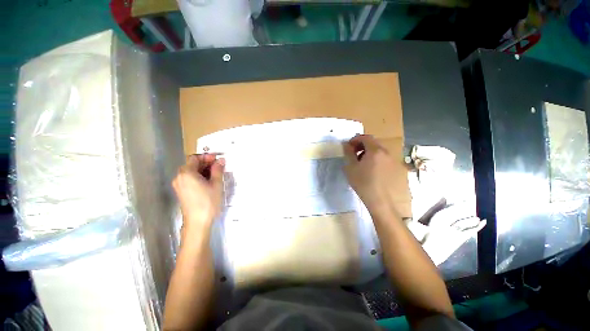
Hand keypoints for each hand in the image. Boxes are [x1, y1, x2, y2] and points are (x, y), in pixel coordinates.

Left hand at [172, 154, 224, 231]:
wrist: (198, 222)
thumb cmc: (208, 202)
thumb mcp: (216, 184)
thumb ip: (218, 170)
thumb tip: (221, 160)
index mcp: (186, 173)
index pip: (195, 158)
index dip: (207, 157)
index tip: (218, 159)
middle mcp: (179, 177)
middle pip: (192, 164)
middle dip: (206, 163)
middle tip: (219, 166)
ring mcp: (179, 185)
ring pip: (191, 172)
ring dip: (203, 170)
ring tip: (216, 174)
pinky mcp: (181, 191)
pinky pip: (189, 179)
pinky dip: (198, 177)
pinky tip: (209, 181)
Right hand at [343, 135, 398, 213]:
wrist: (380, 201)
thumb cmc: (363, 183)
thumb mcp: (351, 168)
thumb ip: (348, 153)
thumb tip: (346, 144)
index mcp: (375, 151)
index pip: (366, 137)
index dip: (356, 139)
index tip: (349, 146)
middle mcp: (386, 153)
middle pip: (373, 143)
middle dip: (362, 145)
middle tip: (353, 154)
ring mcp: (392, 161)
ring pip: (379, 151)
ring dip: (368, 152)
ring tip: (361, 163)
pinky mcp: (395, 169)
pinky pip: (384, 158)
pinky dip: (375, 159)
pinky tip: (370, 170)